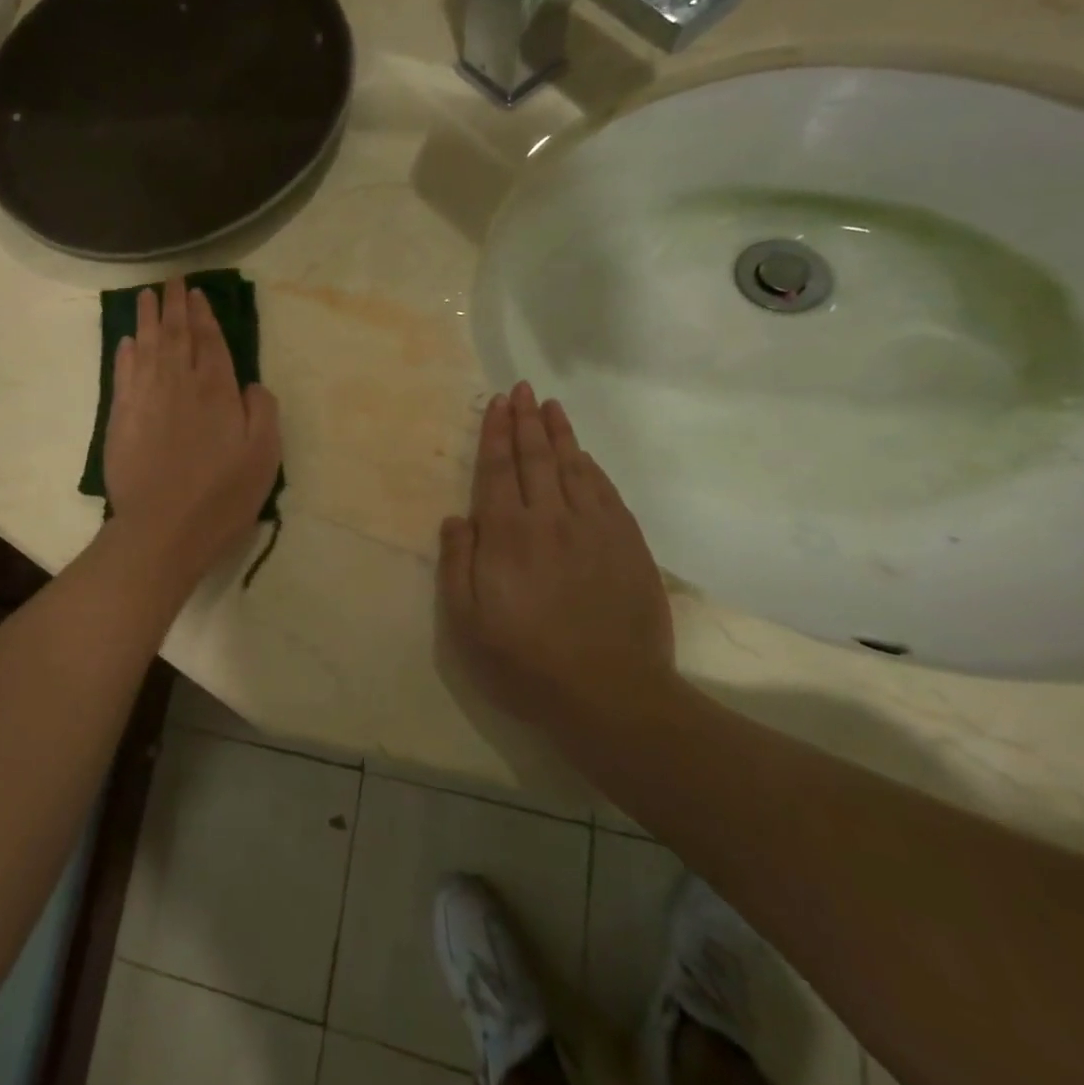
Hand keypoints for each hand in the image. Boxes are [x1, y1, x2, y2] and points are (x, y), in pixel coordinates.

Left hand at [103, 279, 282, 584]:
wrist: (163, 528)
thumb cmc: (222, 495)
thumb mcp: (264, 456)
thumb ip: (262, 411)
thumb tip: (250, 384)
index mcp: (217, 390)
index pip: (210, 341)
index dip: (204, 315)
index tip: (196, 293)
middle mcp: (179, 384)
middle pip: (177, 335)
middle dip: (175, 306)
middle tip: (171, 281)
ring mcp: (146, 398)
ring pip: (147, 347)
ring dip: (148, 319)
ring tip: (147, 296)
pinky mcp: (121, 418)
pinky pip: (124, 374)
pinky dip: (126, 353)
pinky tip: (128, 340)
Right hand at [438, 381, 675, 730]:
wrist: (611, 696)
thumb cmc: (526, 662)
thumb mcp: (467, 622)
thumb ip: (457, 564)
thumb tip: (455, 518)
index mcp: (507, 534)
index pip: (498, 468)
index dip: (496, 432)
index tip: (498, 402)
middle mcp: (551, 518)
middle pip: (537, 457)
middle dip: (527, 420)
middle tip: (524, 389)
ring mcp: (595, 529)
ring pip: (575, 467)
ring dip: (561, 434)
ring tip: (552, 407)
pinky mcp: (628, 546)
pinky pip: (607, 493)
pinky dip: (593, 468)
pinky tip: (586, 457)